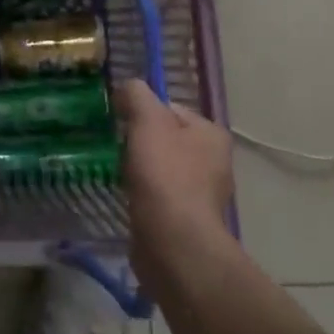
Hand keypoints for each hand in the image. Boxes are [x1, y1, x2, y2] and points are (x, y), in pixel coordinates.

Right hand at [116, 79, 233, 279]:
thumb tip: (127, 89)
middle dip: (140, 142)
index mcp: (212, 134)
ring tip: (120, 173)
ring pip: (160, 168)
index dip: (142, 111)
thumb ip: (137, 94)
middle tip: (118, 148)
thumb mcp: (148, 120)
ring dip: (139, 169)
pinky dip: (143, 194)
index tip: (122, 122)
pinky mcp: (186, 220)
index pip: (170, 108)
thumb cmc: (164, 174)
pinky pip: (158, 196)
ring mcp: (202, 195)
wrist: (173, 243)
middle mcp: (214, 162)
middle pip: (165, 138)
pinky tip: (129, 197)